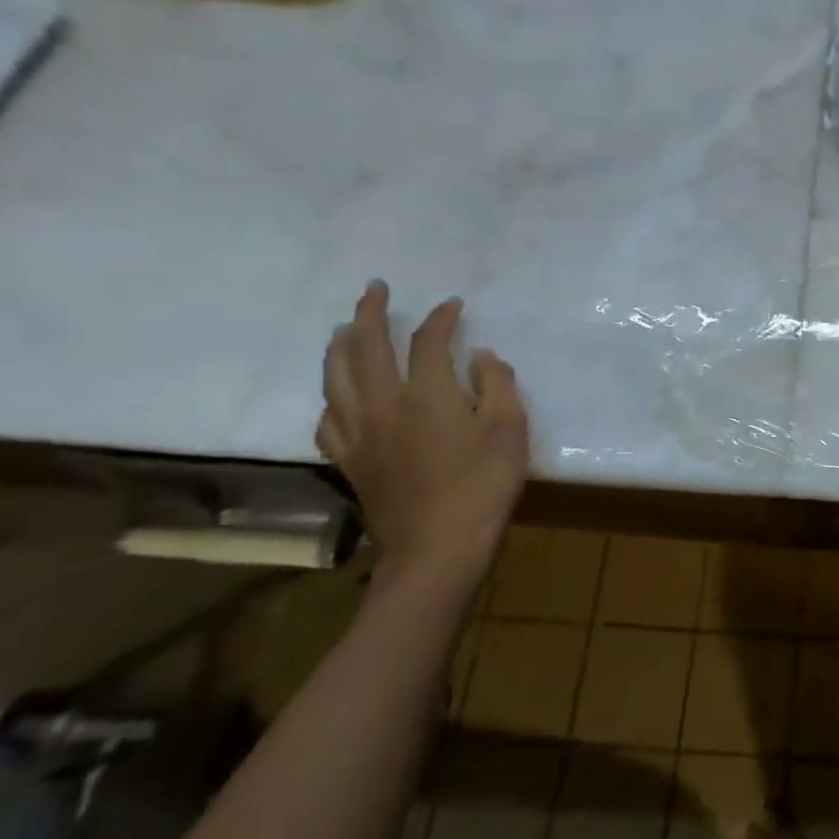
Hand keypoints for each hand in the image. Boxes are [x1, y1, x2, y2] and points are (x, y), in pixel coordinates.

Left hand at [317, 281, 529, 596]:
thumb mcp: (509, 428)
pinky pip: (329, 419)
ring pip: (336, 379)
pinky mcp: (350, 462)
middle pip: (367, 348)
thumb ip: (496, 385)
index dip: (441, 319)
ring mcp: (360, 434)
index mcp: (426, 394)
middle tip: (374, 289)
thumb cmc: (483, 485)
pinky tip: (338, 396)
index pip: (428, 342)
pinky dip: (332, 397)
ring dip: (340, 347)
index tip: (453, 305)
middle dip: (370, 313)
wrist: (438, 549)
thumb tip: (480, 356)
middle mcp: (383, 404)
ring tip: (345, 329)